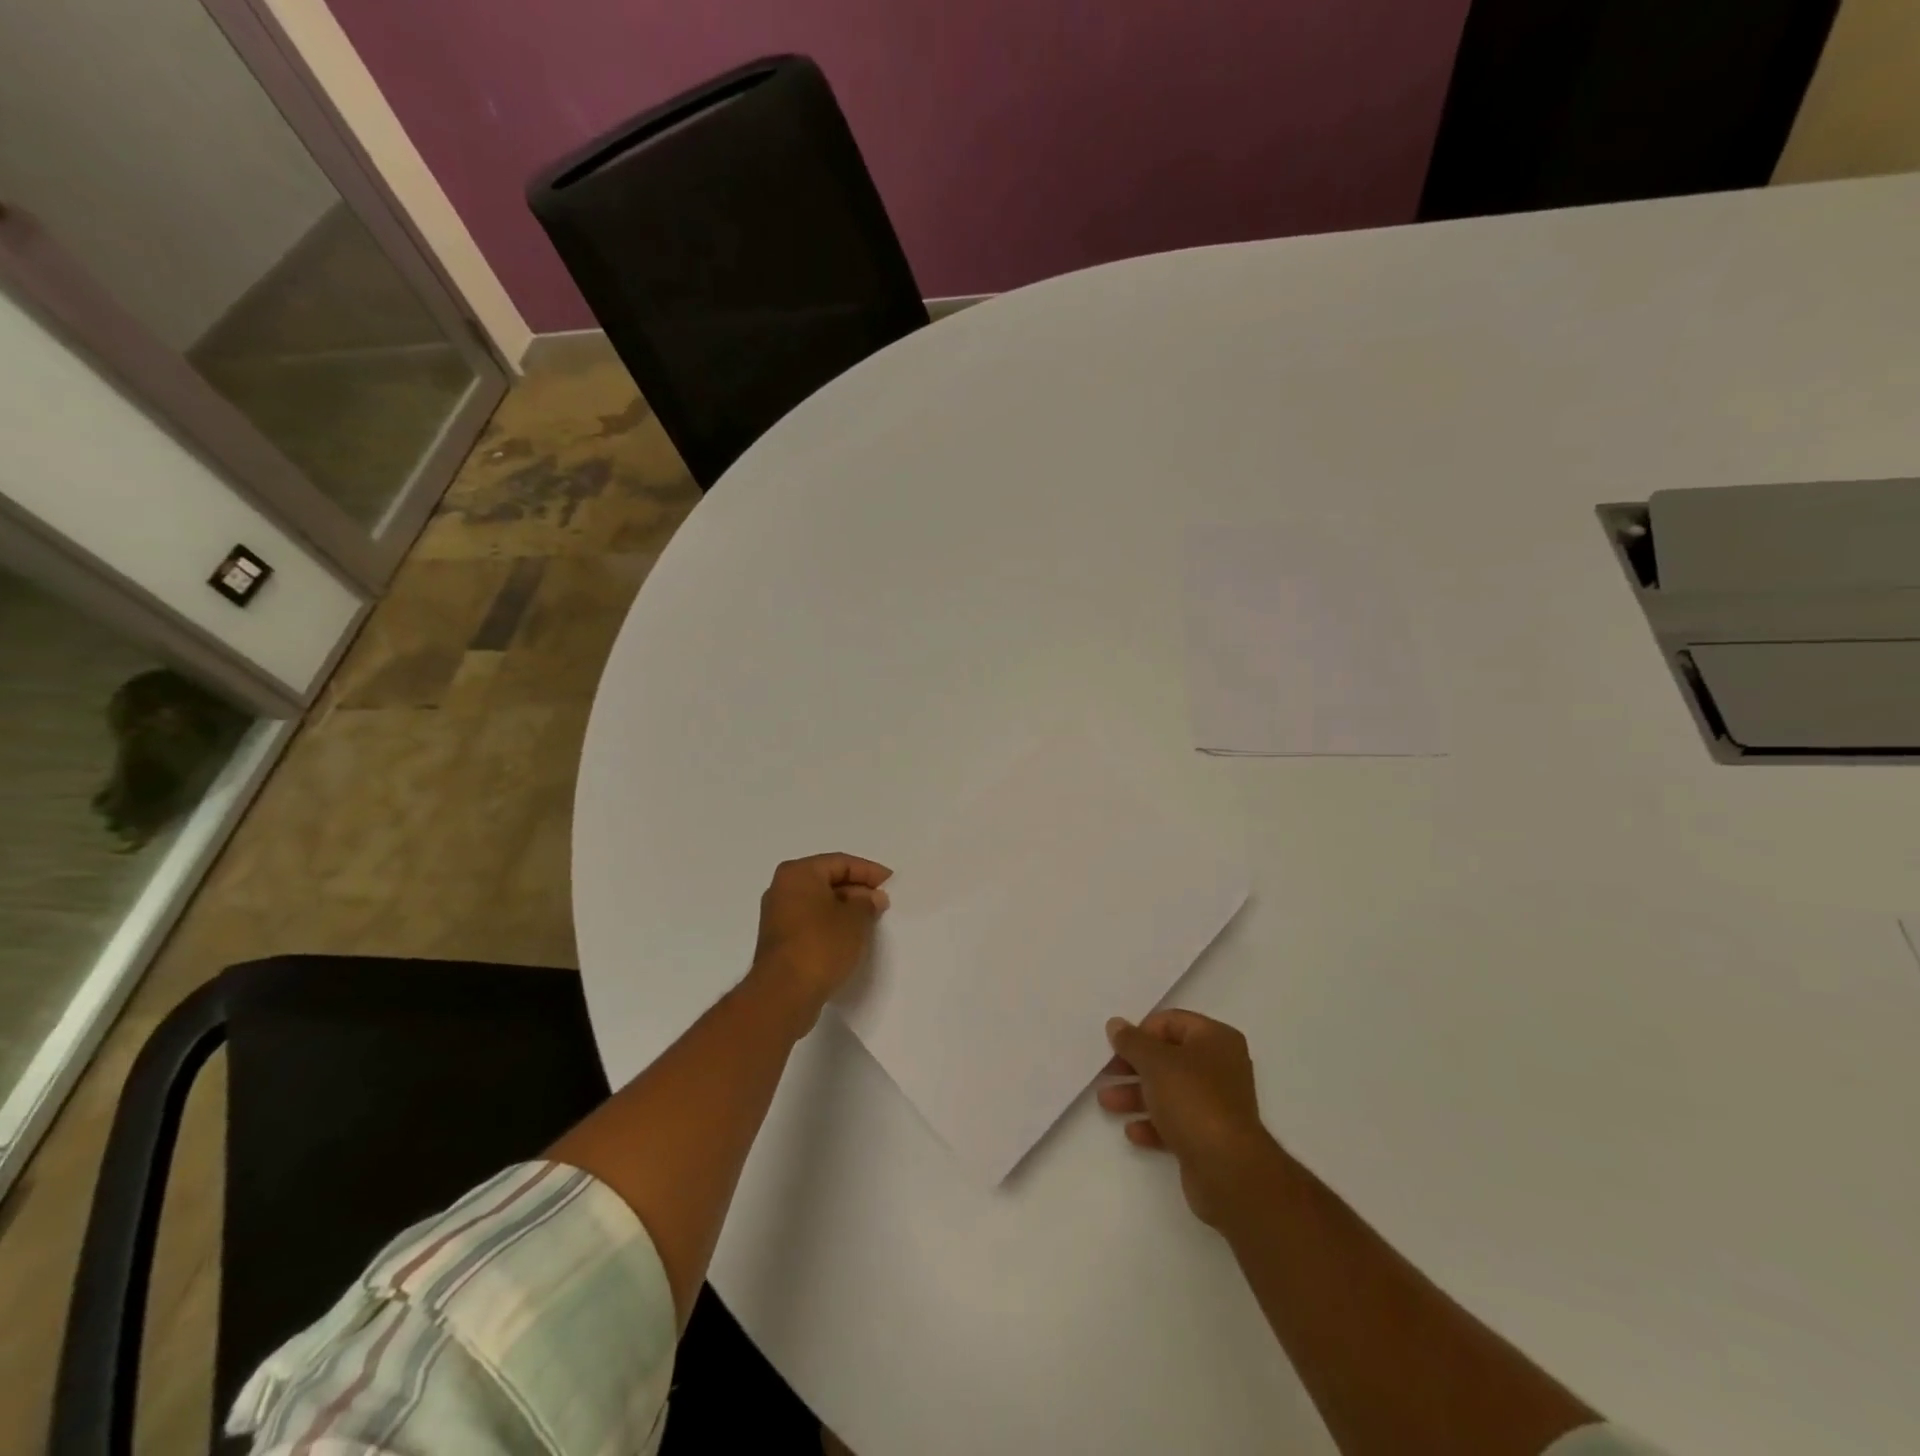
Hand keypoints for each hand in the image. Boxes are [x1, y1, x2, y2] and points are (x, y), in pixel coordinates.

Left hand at [747, 853, 892, 1030]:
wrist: (784, 993)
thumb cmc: (821, 945)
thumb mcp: (855, 919)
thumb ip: (867, 903)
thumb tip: (872, 898)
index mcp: (798, 873)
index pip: (840, 862)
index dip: (869, 871)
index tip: (891, 883)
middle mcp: (783, 888)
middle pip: (828, 881)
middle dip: (857, 890)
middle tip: (883, 903)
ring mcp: (778, 916)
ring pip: (819, 903)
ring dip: (845, 909)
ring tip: (872, 921)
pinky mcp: (780, 940)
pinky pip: (811, 922)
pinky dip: (831, 925)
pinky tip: (851, 938)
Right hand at [1099, 1010, 1281, 1226]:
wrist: (1227, 1169)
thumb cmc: (1192, 1100)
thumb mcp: (1155, 1062)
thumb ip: (1132, 1041)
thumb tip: (1115, 1024)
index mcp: (1216, 1039)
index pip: (1172, 1022)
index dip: (1141, 1032)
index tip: (1117, 1048)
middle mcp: (1221, 1066)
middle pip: (1168, 1057)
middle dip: (1134, 1067)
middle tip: (1107, 1073)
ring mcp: (1217, 1103)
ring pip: (1169, 1090)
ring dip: (1136, 1094)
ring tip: (1106, 1103)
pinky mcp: (1210, 1135)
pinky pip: (1176, 1121)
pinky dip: (1153, 1123)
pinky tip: (1132, 1131)